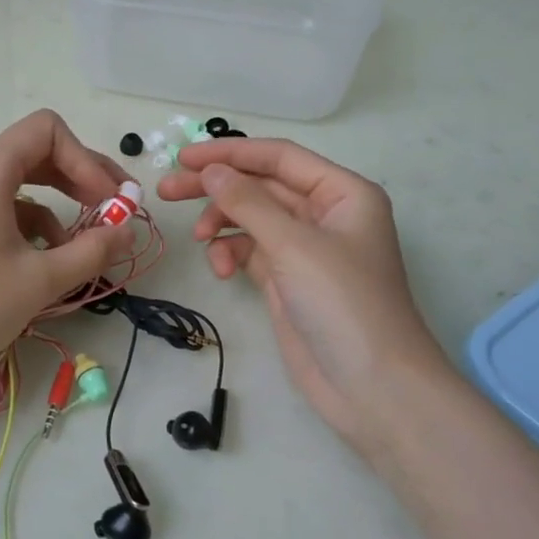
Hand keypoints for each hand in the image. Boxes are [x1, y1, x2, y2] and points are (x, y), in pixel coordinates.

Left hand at [0, 110, 133, 400]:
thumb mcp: (41, 280)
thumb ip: (93, 249)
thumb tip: (128, 230)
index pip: (46, 131)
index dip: (87, 160)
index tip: (109, 202)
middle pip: (31, 152)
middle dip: (77, 178)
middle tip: (113, 209)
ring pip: (13, 182)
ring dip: (55, 205)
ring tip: (81, 246)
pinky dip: (25, 223)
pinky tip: (43, 259)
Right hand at [157, 137, 452, 459]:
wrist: (371, 385)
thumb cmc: (343, 302)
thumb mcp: (294, 245)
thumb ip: (248, 202)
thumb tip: (211, 170)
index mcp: (342, 193)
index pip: (279, 158)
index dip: (230, 153)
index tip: (183, 158)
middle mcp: (324, 214)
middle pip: (260, 186)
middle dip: (216, 188)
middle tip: (167, 191)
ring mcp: (304, 249)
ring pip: (251, 218)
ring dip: (221, 223)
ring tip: (198, 239)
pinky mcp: (286, 279)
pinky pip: (249, 251)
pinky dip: (231, 254)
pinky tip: (220, 270)